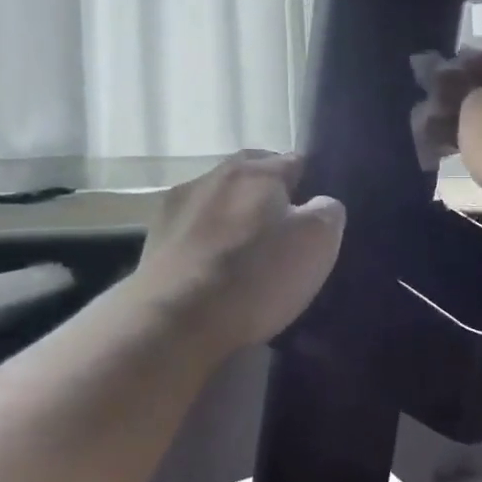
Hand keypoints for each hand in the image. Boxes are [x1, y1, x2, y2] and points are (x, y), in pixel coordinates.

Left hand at [130, 151, 344, 356]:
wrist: (175, 319)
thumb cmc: (255, 276)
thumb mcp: (317, 243)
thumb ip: (326, 212)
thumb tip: (319, 205)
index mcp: (257, 170)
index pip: (294, 162)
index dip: (309, 187)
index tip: (313, 219)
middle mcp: (214, 174)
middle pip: (251, 177)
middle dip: (267, 199)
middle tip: (281, 237)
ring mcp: (179, 204)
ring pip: (218, 202)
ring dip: (232, 219)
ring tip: (243, 258)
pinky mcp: (154, 236)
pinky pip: (192, 230)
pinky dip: (204, 243)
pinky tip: (210, 272)